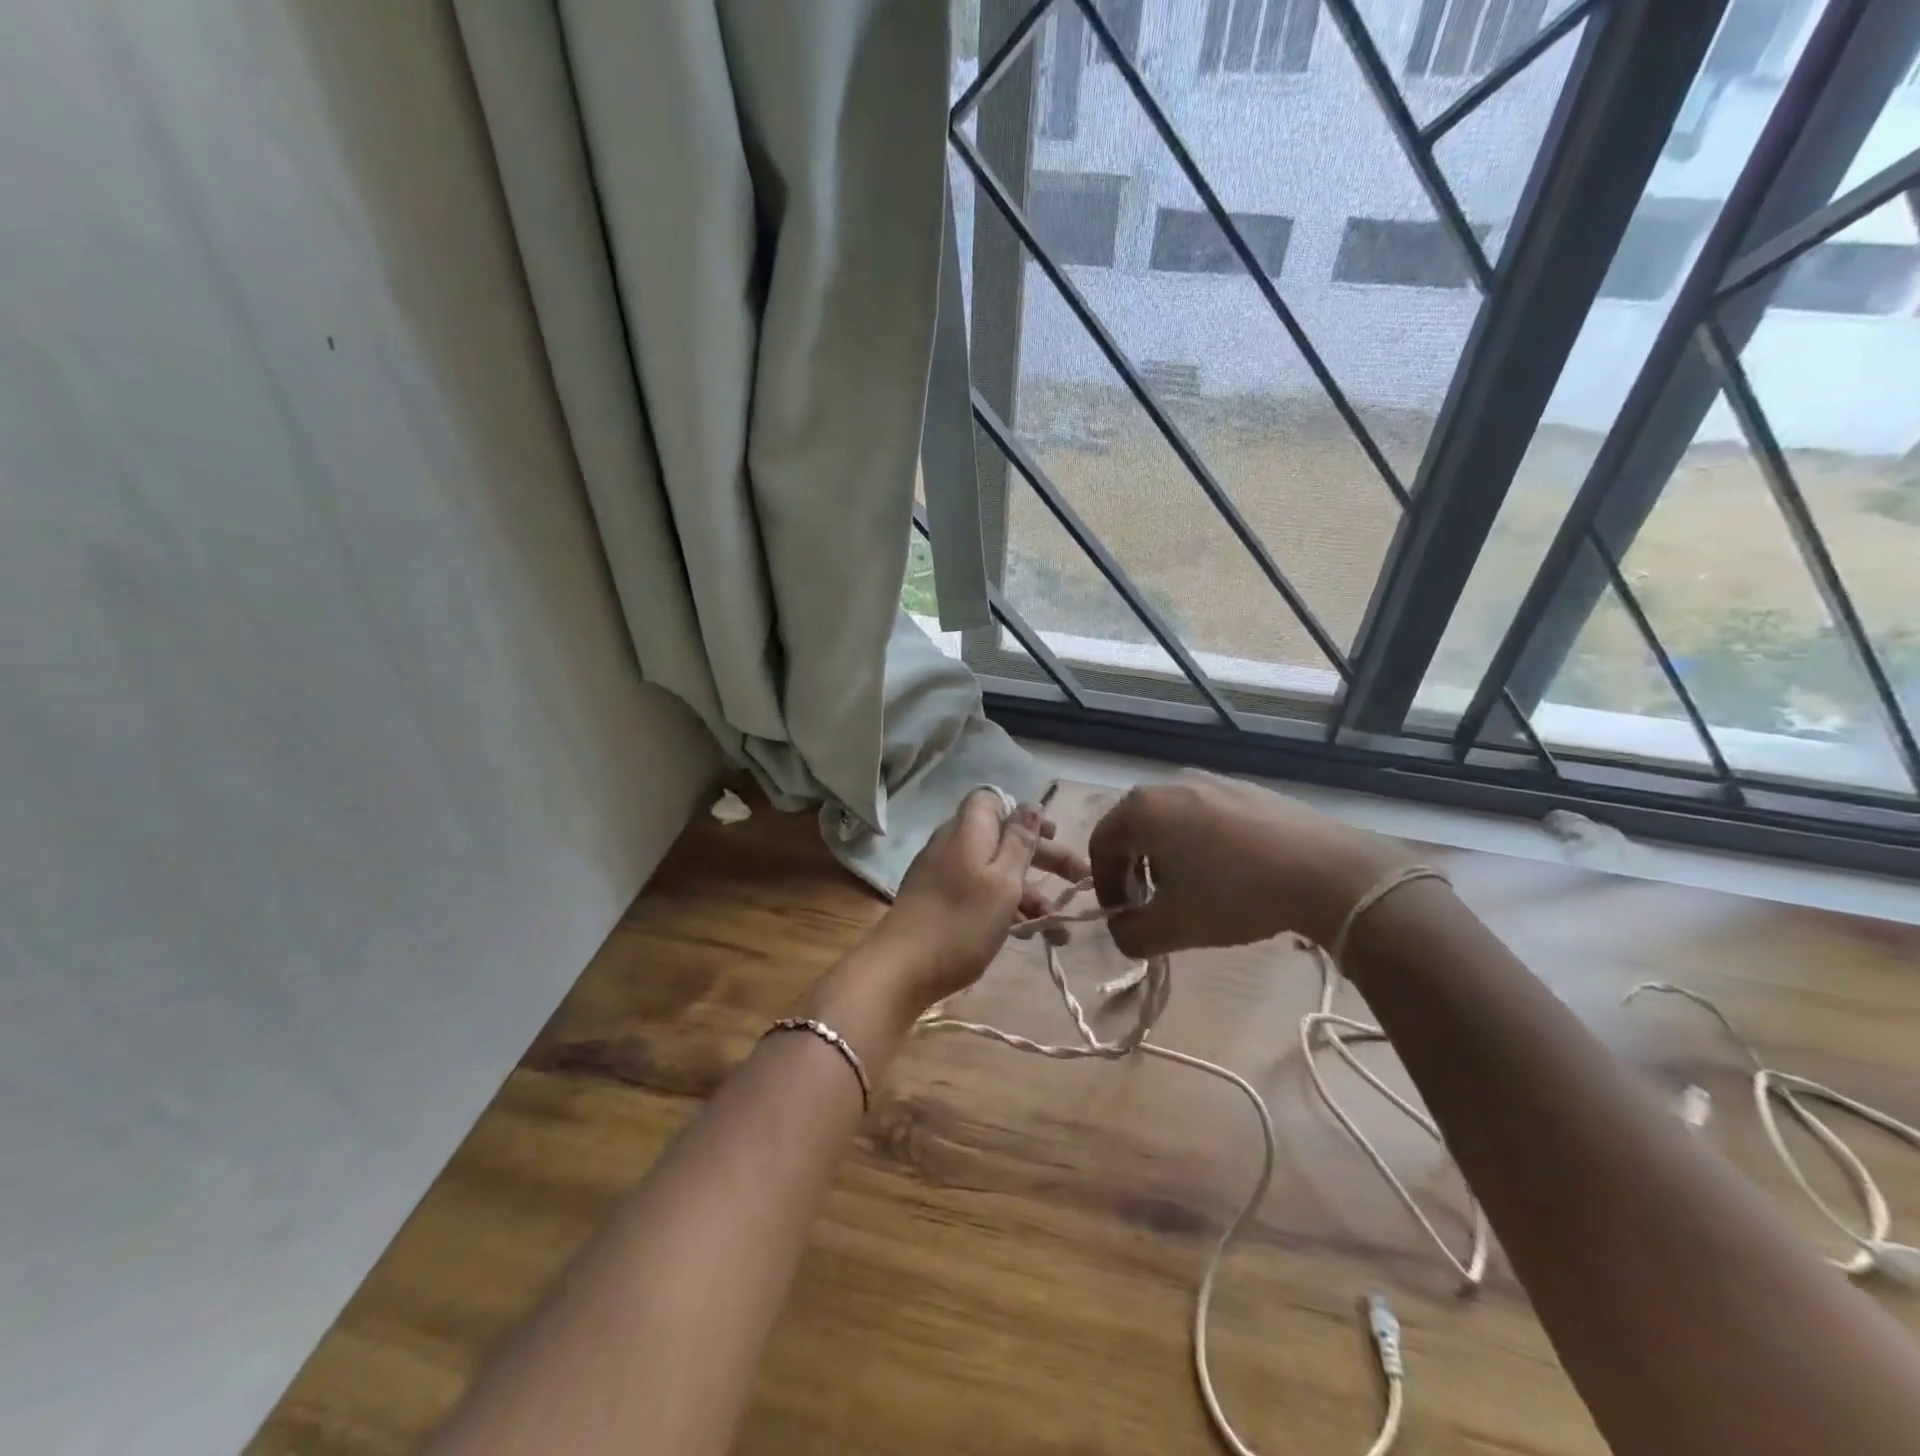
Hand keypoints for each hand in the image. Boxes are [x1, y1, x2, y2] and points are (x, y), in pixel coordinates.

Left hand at [866, 788, 1088, 1013]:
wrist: (900, 969)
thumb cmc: (961, 921)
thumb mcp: (1002, 881)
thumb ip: (1019, 842)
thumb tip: (1030, 806)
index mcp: (968, 830)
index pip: (993, 800)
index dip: (1024, 814)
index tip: (1052, 834)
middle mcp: (954, 845)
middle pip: (1002, 838)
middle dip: (1043, 858)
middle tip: (1079, 880)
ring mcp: (943, 875)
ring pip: (994, 872)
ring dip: (1030, 894)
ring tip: (1059, 929)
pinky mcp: (938, 903)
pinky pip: (980, 894)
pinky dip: (1006, 909)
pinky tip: (1030, 935)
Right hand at [1088, 772, 1414, 957]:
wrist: (1328, 871)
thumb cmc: (1236, 894)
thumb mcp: (1174, 927)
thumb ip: (1130, 934)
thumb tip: (1122, 930)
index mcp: (1142, 809)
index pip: (1100, 844)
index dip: (1104, 885)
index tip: (1125, 916)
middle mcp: (1170, 783)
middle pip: (1133, 829)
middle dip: (1135, 871)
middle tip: (1154, 906)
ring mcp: (1211, 780)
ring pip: (1169, 820)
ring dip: (1166, 857)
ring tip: (1194, 890)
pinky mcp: (1246, 788)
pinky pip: (1204, 814)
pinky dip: (1200, 842)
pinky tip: (1230, 873)